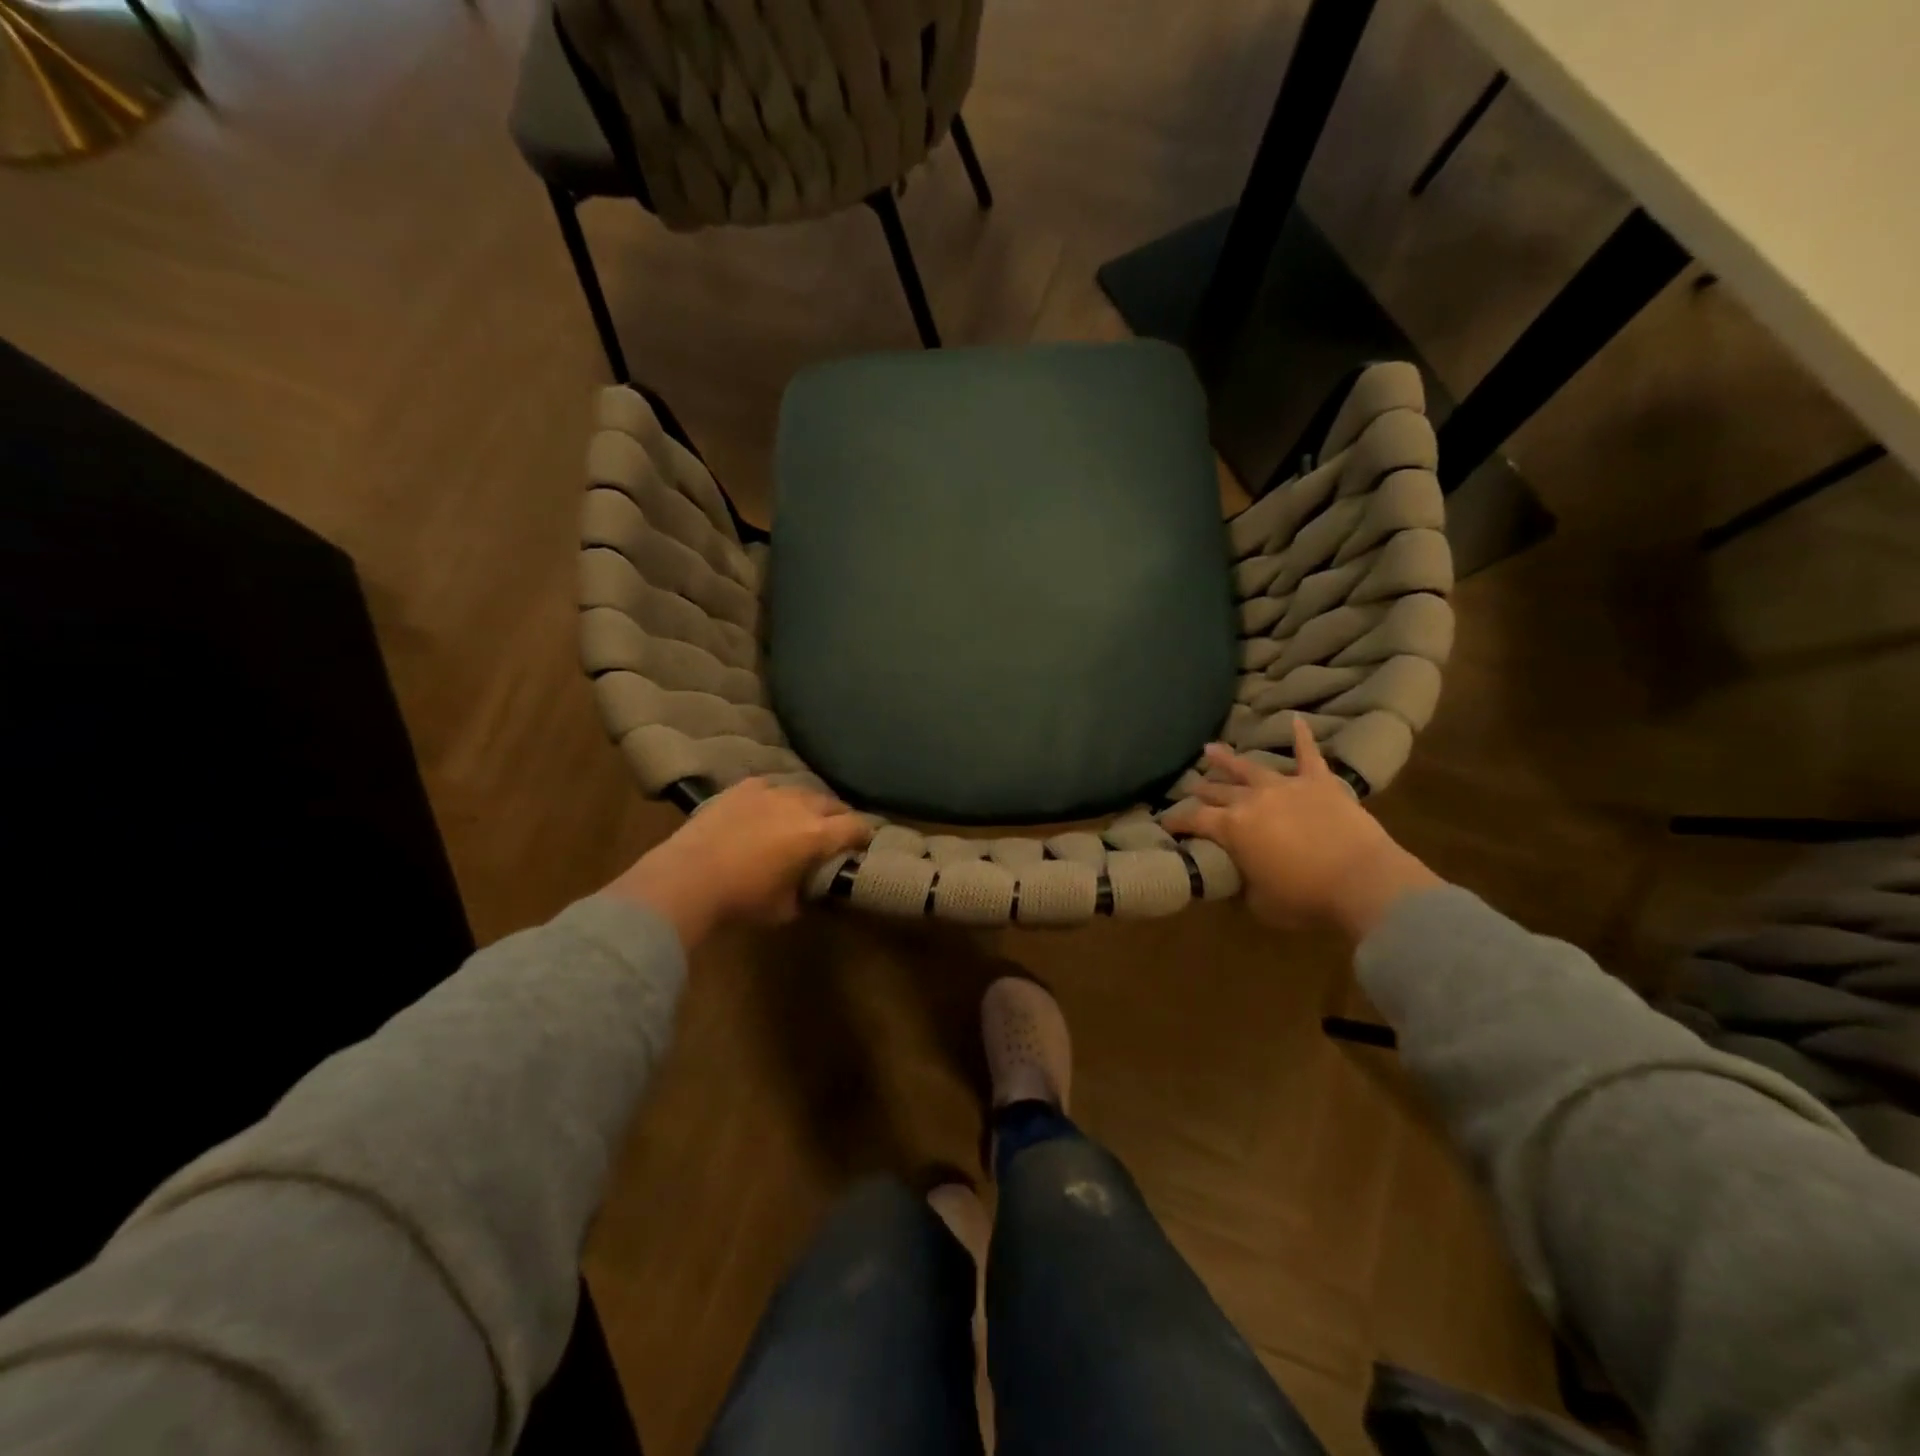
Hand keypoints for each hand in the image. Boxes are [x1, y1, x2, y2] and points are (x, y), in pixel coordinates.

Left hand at [604, 779, 871, 947]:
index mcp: (817, 836)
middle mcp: (800, 806)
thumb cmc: (741, 900)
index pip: (857, 826)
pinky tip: (768, 809)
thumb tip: (810, 887)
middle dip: (839, 818)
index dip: (865, 835)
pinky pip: (771, 786)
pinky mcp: (742, 788)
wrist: (687, 878)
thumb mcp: (784, 909)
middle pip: (833, 804)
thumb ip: (806, 893)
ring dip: (809, 805)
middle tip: (834, 834)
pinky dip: (776, 798)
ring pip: (802, 791)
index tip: (865, 843)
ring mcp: (770, 791)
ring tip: (801, 819)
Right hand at [1163, 719, 1440, 942]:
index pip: (1194, 820)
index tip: (1165, 824)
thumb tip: (1238, 877)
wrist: (1363, 882)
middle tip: (1189, 787)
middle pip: (1218, 792)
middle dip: (1200, 790)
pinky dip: (1302, 737)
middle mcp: (1252, 800)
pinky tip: (1297, 720)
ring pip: (1249, 768)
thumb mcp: (1260, 902)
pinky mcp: (1319, 782)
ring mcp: (1285, 786)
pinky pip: (1308, 754)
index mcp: (1231, 828)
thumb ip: (1243, 885)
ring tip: (1210, 749)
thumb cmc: (1306, 898)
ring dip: (1228, 760)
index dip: (1176, 822)